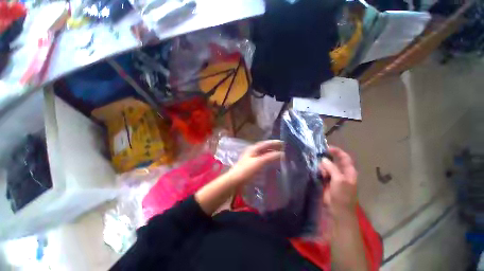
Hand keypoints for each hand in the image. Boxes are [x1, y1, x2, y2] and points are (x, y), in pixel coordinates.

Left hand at [226, 140, 283, 185]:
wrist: (235, 181)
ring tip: (280, 156)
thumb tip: (282, 153)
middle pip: (265, 148)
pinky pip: (263, 160)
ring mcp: (252, 158)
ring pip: (264, 154)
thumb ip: (270, 157)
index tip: (284, 143)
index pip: (266, 143)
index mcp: (253, 149)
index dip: (274, 142)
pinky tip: (272, 163)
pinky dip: (269, 160)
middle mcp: (252, 152)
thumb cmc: (246, 170)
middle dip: (274, 148)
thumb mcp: (259, 162)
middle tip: (284, 149)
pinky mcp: (252, 165)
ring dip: (272, 154)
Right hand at [320, 146, 357, 217]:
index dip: (337, 151)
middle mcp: (341, 173)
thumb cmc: (342, 196)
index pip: (344, 157)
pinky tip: (315, 172)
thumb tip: (323, 159)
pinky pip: (322, 173)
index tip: (326, 148)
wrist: (338, 211)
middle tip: (318, 159)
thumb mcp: (339, 180)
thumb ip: (332, 168)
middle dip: (326, 159)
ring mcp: (333, 177)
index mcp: (348, 172)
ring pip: (326, 167)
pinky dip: (319, 171)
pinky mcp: (326, 182)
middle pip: (333, 161)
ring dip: (321, 166)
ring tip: (318, 169)